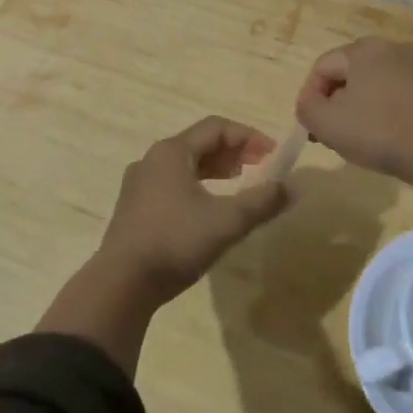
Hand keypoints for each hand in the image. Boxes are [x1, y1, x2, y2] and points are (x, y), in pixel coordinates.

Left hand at [95, 116, 291, 307]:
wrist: (121, 284)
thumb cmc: (175, 242)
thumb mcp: (226, 222)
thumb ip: (261, 202)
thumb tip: (291, 188)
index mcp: (172, 152)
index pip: (217, 128)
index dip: (249, 137)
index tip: (273, 155)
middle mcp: (152, 159)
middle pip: (200, 142)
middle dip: (234, 151)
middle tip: (260, 166)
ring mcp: (139, 183)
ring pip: (185, 163)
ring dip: (216, 167)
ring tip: (239, 181)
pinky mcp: (134, 206)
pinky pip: (172, 181)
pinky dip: (197, 183)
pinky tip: (208, 205)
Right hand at [296, 38, 412, 216]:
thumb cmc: (378, 131)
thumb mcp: (327, 123)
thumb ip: (306, 108)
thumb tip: (309, 102)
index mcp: (362, 49)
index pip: (322, 67)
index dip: (310, 97)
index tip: (311, 126)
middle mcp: (390, 47)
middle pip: (349, 72)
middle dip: (335, 100)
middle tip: (331, 132)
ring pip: (374, 82)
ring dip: (360, 105)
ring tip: (358, 135)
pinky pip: (398, 92)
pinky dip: (386, 108)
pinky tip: (387, 133)